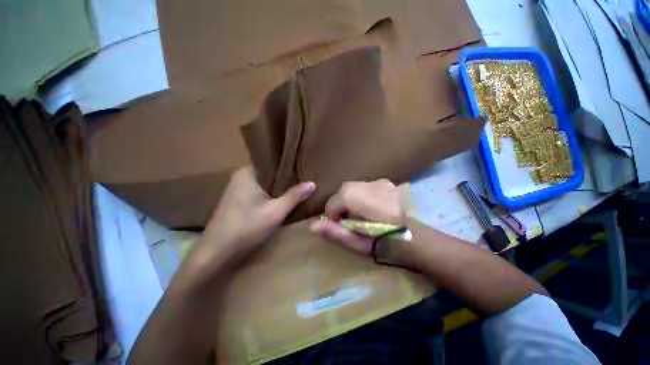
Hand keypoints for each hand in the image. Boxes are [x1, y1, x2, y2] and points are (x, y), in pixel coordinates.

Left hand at [188, 167, 314, 273]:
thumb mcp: (276, 211)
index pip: (273, 163)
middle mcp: (241, 176)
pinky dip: (270, 194)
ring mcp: (238, 188)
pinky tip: (281, 198)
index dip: (289, 167)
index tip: (304, 169)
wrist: (216, 251)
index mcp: (248, 172)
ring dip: (279, 188)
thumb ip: (294, 196)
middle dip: (286, 179)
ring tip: (297, 187)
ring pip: (265, 184)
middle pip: (269, 174)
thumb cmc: (247, 226)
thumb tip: (312, 183)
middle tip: (304, 179)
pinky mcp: (238, 199)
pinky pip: (259, 191)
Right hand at [310, 179, 406, 255]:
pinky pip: (361, 186)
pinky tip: (366, 207)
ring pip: (351, 187)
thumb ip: (336, 234)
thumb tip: (312, 226)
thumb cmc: (386, 246)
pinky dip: (357, 196)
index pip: (337, 199)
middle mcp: (375, 186)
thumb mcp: (359, 246)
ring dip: (348, 199)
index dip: (333, 213)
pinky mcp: (385, 181)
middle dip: (340, 205)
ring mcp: (382, 182)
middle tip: (348, 221)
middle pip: (343, 190)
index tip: (340, 225)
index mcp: (368, 202)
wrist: (415, 239)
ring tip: (358, 214)